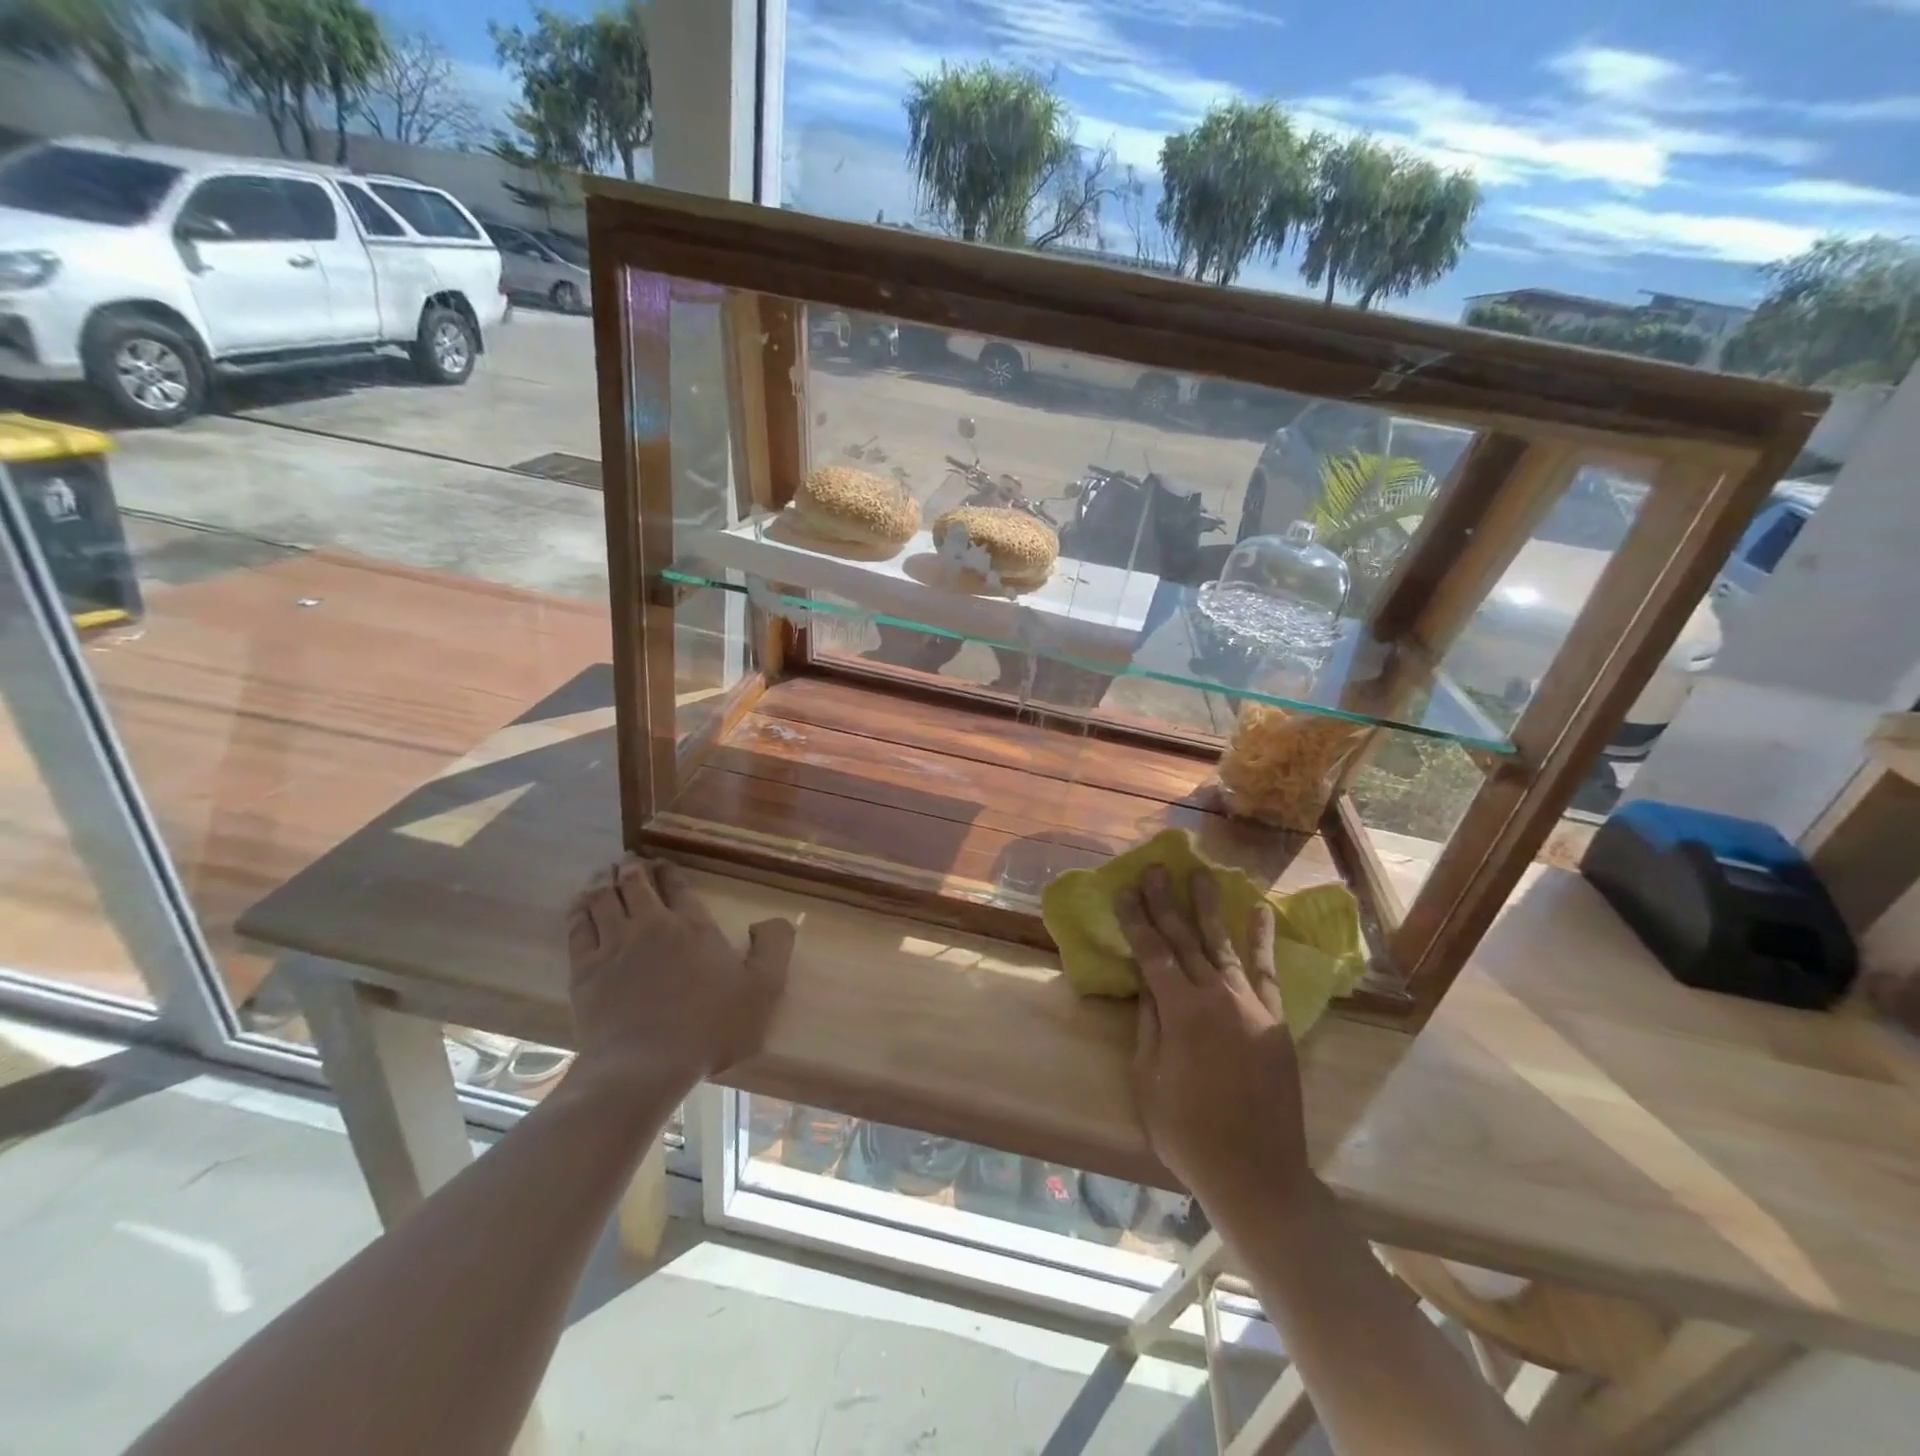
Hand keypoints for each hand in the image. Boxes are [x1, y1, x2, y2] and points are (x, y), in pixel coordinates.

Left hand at [565, 857, 794, 1094]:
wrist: (645, 1066)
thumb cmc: (710, 1028)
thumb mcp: (763, 990)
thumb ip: (774, 949)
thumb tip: (773, 920)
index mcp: (694, 926)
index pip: (679, 886)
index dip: (670, 871)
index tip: (663, 864)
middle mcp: (652, 925)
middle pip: (636, 883)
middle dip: (633, 866)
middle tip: (630, 859)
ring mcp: (614, 945)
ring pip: (603, 898)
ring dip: (604, 880)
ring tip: (604, 872)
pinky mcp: (585, 969)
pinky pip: (578, 926)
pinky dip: (579, 909)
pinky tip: (580, 904)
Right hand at [1119, 866, 1311, 1221]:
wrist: (1257, 1174)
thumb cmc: (1188, 1132)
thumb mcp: (1148, 1080)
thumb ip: (1148, 1025)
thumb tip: (1146, 982)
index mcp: (1180, 1012)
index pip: (1152, 953)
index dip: (1136, 919)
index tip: (1124, 889)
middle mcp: (1217, 997)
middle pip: (1186, 939)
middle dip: (1167, 902)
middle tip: (1156, 868)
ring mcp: (1250, 1006)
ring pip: (1224, 945)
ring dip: (1209, 908)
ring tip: (1200, 875)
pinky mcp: (1275, 1021)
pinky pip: (1266, 972)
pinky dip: (1261, 939)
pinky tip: (1257, 911)